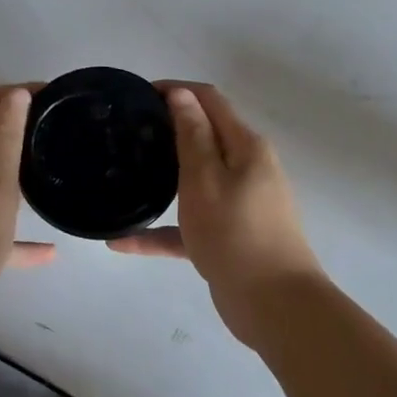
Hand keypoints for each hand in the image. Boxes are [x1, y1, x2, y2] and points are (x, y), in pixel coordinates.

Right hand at [108, 83, 324, 327]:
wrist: (275, 305)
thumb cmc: (236, 233)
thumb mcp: (206, 179)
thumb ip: (192, 135)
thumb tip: (181, 93)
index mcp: (245, 146)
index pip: (209, 100)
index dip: (176, 91)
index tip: (137, 96)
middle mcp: (246, 169)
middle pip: (203, 138)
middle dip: (166, 131)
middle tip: (124, 135)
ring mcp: (238, 205)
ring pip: (194, 182)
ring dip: (162, 178)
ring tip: (123, 176)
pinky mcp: (228, 237)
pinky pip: (189, 225)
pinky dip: (162, 230)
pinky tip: (122, 242)